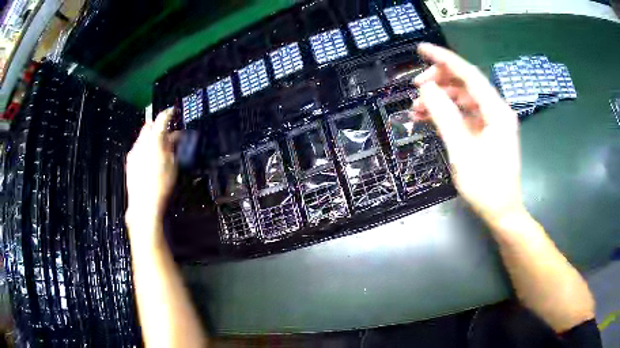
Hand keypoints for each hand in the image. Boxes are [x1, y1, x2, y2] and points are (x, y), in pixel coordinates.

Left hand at [125, 109, 177, 240]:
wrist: (144, 204)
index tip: (172, 111)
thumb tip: (174, 137)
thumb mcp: (173, 164)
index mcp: (155, 140)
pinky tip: (151, 159)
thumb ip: (173, 146)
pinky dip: (145, 148)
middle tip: (167, 133)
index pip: (162, 118)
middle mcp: (142, 142)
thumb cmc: (161, 185)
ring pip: (143, 137)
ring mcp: (134, 151)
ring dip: (151, 138)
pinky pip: (138, 148)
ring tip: (160, 149)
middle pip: (149, 125)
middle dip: (157, 126)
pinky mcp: (130, 161)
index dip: (169, 112)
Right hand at [411, 43, 524, 224]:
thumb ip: (444, 116)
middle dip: (439, 81)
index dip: (444, 59)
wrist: (502, 212)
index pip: (469, 74)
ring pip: (464, 99)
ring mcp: (493, 121)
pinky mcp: (488, 131)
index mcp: (497, 111)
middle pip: (466, 84)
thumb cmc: (486, 186)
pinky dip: (448, 114)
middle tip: (415, 88)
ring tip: (416, 108)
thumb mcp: (462, 150)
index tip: (421, 49)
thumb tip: (426, 88)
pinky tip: (429, 117)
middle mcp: (497, 110)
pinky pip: (465, 114)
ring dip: (440, 100)